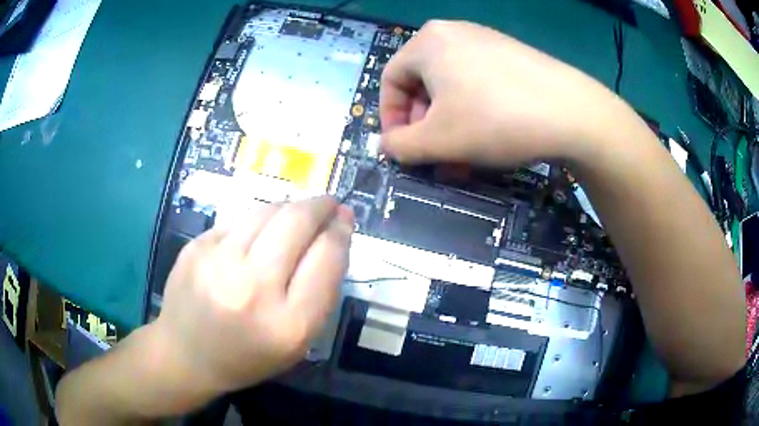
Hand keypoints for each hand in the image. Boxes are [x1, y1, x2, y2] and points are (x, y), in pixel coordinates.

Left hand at [153, 197, 353, 399]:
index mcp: (289, 324)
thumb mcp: (299, 341)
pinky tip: (257, 234)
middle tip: (328, 203)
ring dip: (289, 207)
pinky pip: (238, 219)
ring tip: (295, 215)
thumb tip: (334, 235)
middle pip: (297, 222)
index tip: (345, 219)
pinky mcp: (196, 247)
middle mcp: (253, 289)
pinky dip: (257, 221)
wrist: (187, 354)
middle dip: (320, 205)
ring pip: (266, 211)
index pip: (327, 257)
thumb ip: (321, 292)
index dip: (341, 230)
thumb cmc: (249, 355)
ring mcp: (218, 263)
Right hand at [380, 20, 619, 165]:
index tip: (402, 149)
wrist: (572, 113)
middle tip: (436, 156)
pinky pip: (479, 83)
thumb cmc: (495, 120)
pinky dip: (474, 111)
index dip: (391, 118)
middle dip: (425, 126)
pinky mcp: (511, 55)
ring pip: (453, 86)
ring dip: (450, 124)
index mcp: (427, 42)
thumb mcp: (438, 140)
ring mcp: (486, 41)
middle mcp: (454, 33)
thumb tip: (384, 146)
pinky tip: (488, 137)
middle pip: (423, 83)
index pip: (390, 80)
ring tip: (463, 156)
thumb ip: (400, 146)